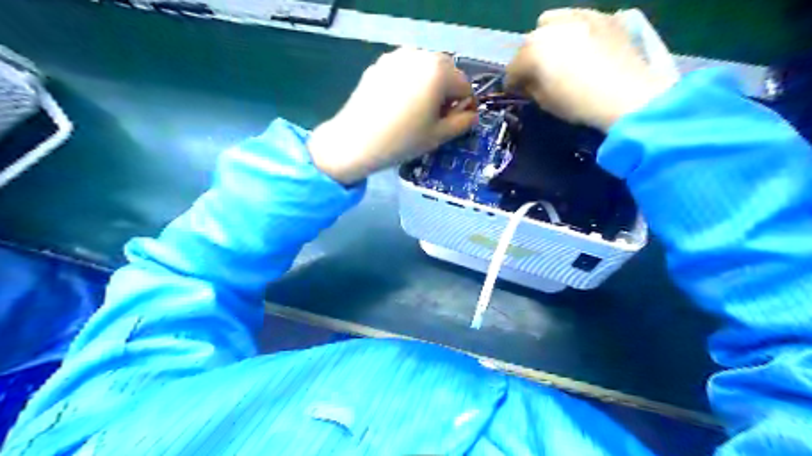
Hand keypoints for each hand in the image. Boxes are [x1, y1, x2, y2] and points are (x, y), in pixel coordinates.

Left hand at [309, 47, 476, 184]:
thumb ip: (462, 123)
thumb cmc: (402, 140)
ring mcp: (396, 57)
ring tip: (415, 112)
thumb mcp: (438, 136)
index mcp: (438, 71)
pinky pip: (404, 71)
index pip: (464, 86)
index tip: (454, 124)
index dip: (463, 107)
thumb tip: (472, 116)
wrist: (354, 141)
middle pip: (445, 73)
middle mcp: (419, 55)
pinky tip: (397, 106)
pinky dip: (409, 84)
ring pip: (424, 70)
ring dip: (428, 87)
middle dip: (446, 93)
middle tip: (434, 118)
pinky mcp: (379, 64)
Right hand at [505, 8, 675, 132]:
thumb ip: (531, 87)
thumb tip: (527, 81)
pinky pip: (578, 18)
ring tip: (558, 54)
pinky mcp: (602, 16)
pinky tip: (582, 46)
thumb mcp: (545, 102)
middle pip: (530, 42)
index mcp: (533, 52)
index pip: (513, 67)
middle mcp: (551, 28)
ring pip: (551, 22)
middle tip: (537, 73)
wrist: (627, 95)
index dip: (513, 82)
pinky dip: (574, 31)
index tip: (516, 90)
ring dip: (548, 38)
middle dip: (529, 58)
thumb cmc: (578, 104)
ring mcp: (579, 17)